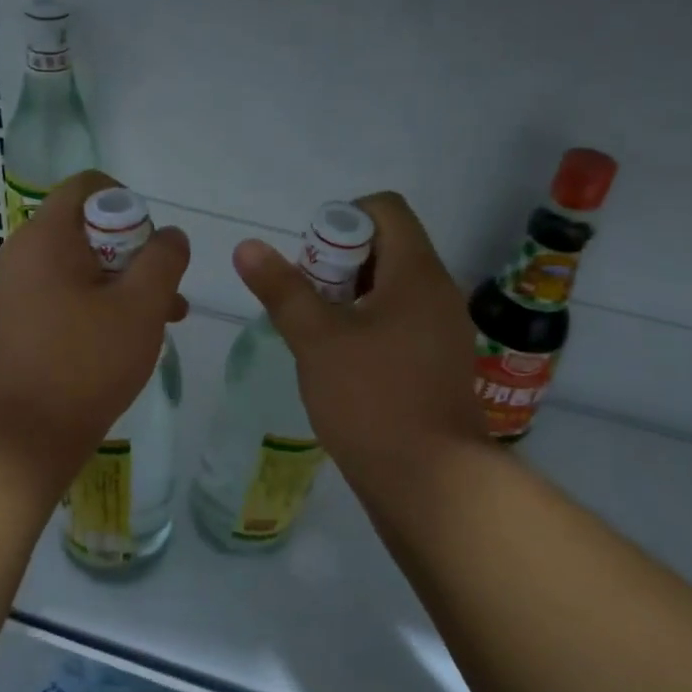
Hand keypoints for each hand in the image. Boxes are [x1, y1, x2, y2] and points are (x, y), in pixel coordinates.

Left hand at [0, 171, 189, 486]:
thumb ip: (164, 259)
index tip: (153, 245)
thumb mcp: (141, 306)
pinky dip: (93, 304)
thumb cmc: (85, 363)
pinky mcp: (13, 322)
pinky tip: (123, 340)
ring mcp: (12, 290)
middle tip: (163, 292)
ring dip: (120, 284)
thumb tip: (171, 235)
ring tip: (161, 320)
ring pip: (77, 267)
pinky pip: (60, 295)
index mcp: (44, 237)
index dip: (129, 204)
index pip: (88, 186)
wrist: (22, 436)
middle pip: (85, 228)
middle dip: (133, 254)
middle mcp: (20, 254)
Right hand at [233, 192, 484, 506]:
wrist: (432, 482)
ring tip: (317, 331)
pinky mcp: (439, 362)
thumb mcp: (316, 340)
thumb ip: (282, 289)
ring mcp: (443, 330)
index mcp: (417, 273)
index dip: (342, 219)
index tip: (311, 261)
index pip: (386, 209)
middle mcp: (438, 291)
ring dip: (349, 295)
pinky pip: (401, 320)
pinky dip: (368, 324)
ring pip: (392, 287)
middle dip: (339, 261)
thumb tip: (247, 246)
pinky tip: (341, 360)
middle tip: (307, 299)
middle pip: (387, 246)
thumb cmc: (372, 400)